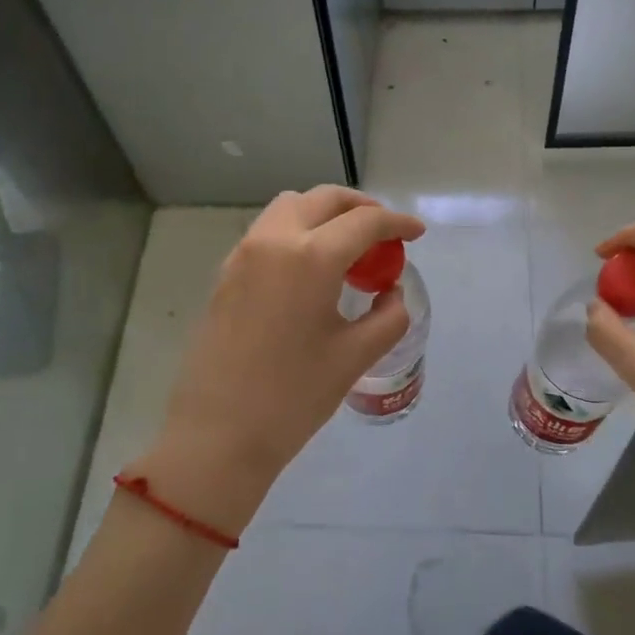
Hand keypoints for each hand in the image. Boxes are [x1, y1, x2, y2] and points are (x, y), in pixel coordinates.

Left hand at [138, 187, 424, 533]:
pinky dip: (297, 232)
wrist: (218, 435)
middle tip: (384, 233)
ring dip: (324, 214)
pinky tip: (311, 269)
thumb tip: (391, 293)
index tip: (417, 233)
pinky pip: (268, 232)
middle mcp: (273, 241)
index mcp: (310, 257)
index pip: (364, 222)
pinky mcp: (226, 274)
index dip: (397, 223)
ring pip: (290, 208)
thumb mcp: (354, 357)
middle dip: (360, 207)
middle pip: (323, 199)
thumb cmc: (293, 398)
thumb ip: (387, 316)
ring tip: (348, 248)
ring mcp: (243, 255)